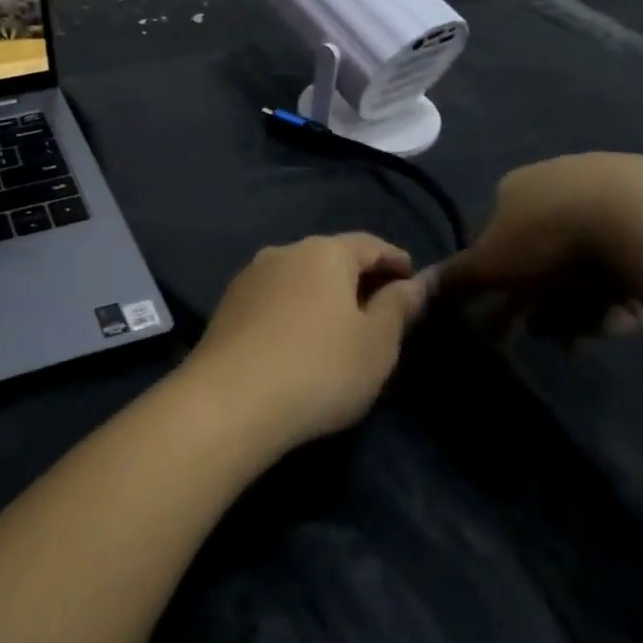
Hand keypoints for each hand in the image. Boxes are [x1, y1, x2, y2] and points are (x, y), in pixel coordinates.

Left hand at [183, 234, 427, 455]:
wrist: (231, 399)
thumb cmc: (320, 367)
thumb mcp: (377, 343)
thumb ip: (398, 307)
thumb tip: (414, 283)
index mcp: (323, 252)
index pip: (369, 244)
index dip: (395, 260)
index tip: (413, 279)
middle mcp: (283, 251)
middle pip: (330, 256)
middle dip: (358, 276)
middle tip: (381, 306)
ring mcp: (250, 276)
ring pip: (298, 275)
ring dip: (322, 293)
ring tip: (341, 324)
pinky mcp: (228, 304)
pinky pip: (274, 297)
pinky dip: (295, 307)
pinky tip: (300, 336)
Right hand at [426, 154, 642, 345]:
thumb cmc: (550, 237)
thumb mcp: (491, 265)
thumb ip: (456, 279)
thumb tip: (418, 286)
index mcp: (514, 188)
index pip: (499, 242)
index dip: (506, 287)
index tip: (520, 324)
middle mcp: (557, 181)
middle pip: (546, 257)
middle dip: (551, 304)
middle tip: (565, 341)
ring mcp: (610, 188)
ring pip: (590, 261)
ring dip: (589, 304)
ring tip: (604, 328)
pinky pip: (633, 257)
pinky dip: (627, 288)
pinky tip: (634, 311)